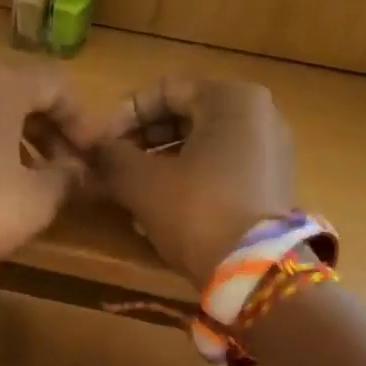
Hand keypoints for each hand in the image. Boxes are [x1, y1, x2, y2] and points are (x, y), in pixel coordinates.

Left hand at [0, 61, 86, 263]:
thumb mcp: (37, 199)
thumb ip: (67, 176)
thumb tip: (77, 170)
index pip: (58, 84)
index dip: (82, 119)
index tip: (90, 155)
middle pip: (21, 88)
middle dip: (49, 125)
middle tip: (65, 164)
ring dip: (17, 131)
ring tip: (33, 172)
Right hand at [74, 78, 294, 288]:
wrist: (256, 274)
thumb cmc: (197, 210)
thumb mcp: (142, 181)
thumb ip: (111, 157)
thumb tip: (92, 149)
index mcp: (233, 98)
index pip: (165, 91)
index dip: (123, 116)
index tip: (98, 144)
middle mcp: (261, 115)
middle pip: (185, 117)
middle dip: (141, 142)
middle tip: (110, 167)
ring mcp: (272, 152)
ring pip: (201, 146)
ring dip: (160, 164)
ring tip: (127, 190)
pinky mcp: (273, 186)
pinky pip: (220, 170)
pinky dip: (187, 180)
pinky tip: (158, 208)